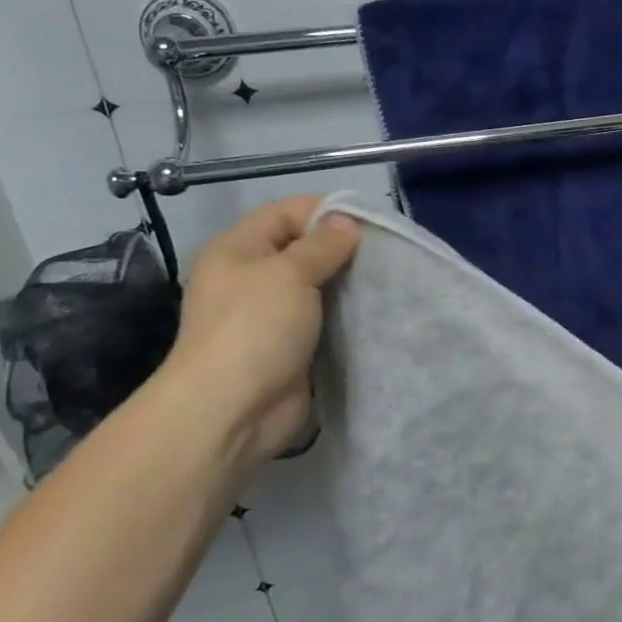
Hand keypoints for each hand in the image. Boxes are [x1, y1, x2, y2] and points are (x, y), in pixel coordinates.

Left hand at [160, 196, 359, 467]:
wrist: (233, 411)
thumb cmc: (255, 328)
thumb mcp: (290, 274)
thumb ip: (323, 245)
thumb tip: (347, 222)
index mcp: (237, 249)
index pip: (285, 212)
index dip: (325, 210)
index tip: (370, 220)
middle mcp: (250, 277)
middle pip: (302, 249)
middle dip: (342, 249)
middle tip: (386, 252)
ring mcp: (269, 315)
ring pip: (317, 287)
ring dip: (348, 284)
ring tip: (388, 279)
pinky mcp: (289, 347)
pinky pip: (322, 320)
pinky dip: (346, 315)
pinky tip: (375, 311)